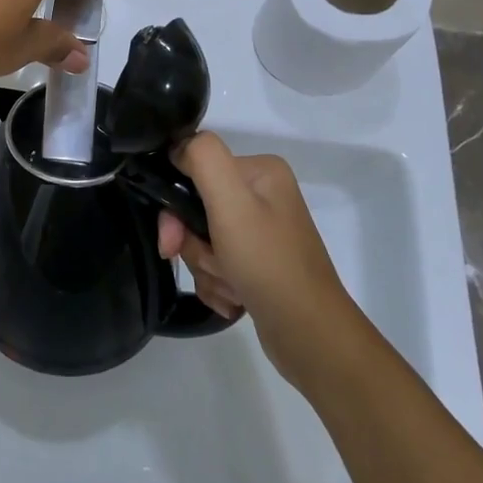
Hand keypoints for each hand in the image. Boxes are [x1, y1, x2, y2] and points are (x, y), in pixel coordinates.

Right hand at [156, 134, 357, 383]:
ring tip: (232, 287)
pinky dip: (218, 285)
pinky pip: (217, 266)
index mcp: (260, 171)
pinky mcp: (259, 266)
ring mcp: (262, 233)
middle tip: (209, 266)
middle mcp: (263, 196)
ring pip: (203, 241)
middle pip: (197, 209)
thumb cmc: (268, 263)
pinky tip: (237, 300)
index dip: (176, 204)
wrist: (309, 336)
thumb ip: (203, 158)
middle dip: (195, 244)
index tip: (173, 237)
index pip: (195, 170)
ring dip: (207, 268)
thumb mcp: (232, 202)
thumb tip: (178, 146)